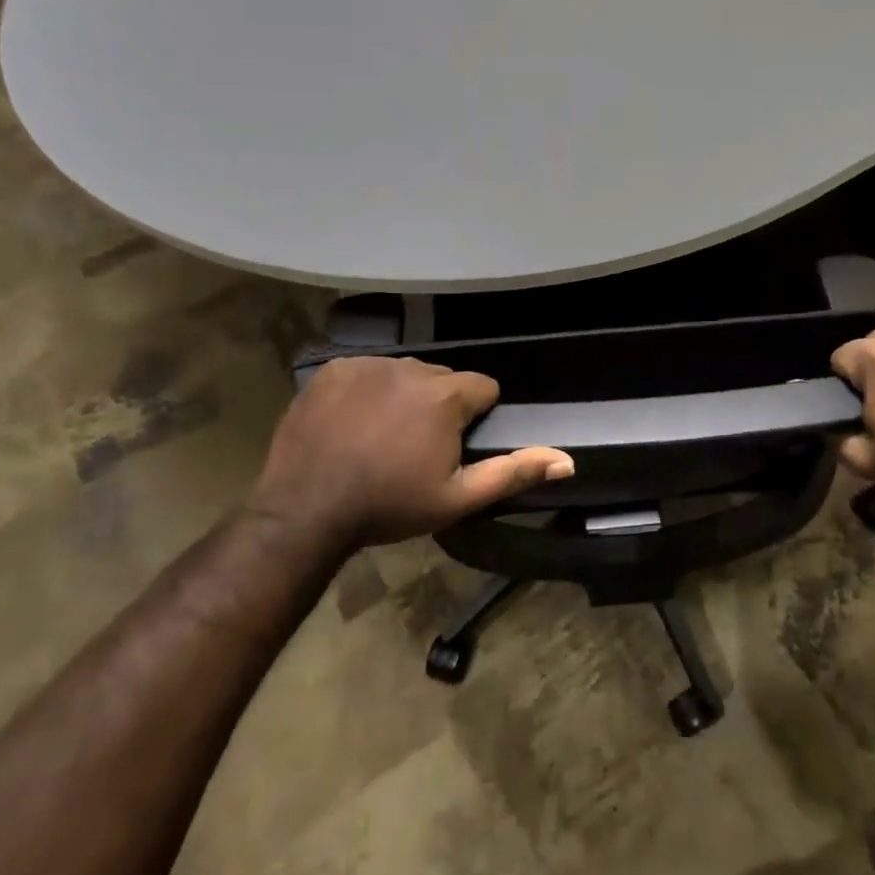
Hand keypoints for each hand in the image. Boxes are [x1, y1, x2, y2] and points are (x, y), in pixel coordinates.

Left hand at [249, 357, 573, 547]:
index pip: (482, 388)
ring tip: (382, 436)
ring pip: (404, 373)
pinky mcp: (333, 369)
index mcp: (446, 394)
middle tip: (416, 447)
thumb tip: (567, 459)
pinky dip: (367, 390)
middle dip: (439, 405)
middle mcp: (411, 367)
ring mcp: (368, 364)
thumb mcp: (458, 498)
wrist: (307, 509)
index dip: (474, 417)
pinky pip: (366, 371)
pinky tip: (352, 422)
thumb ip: (514, 472)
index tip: (454, 445)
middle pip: (442, 379)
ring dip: (404, 396)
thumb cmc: (389, 505)